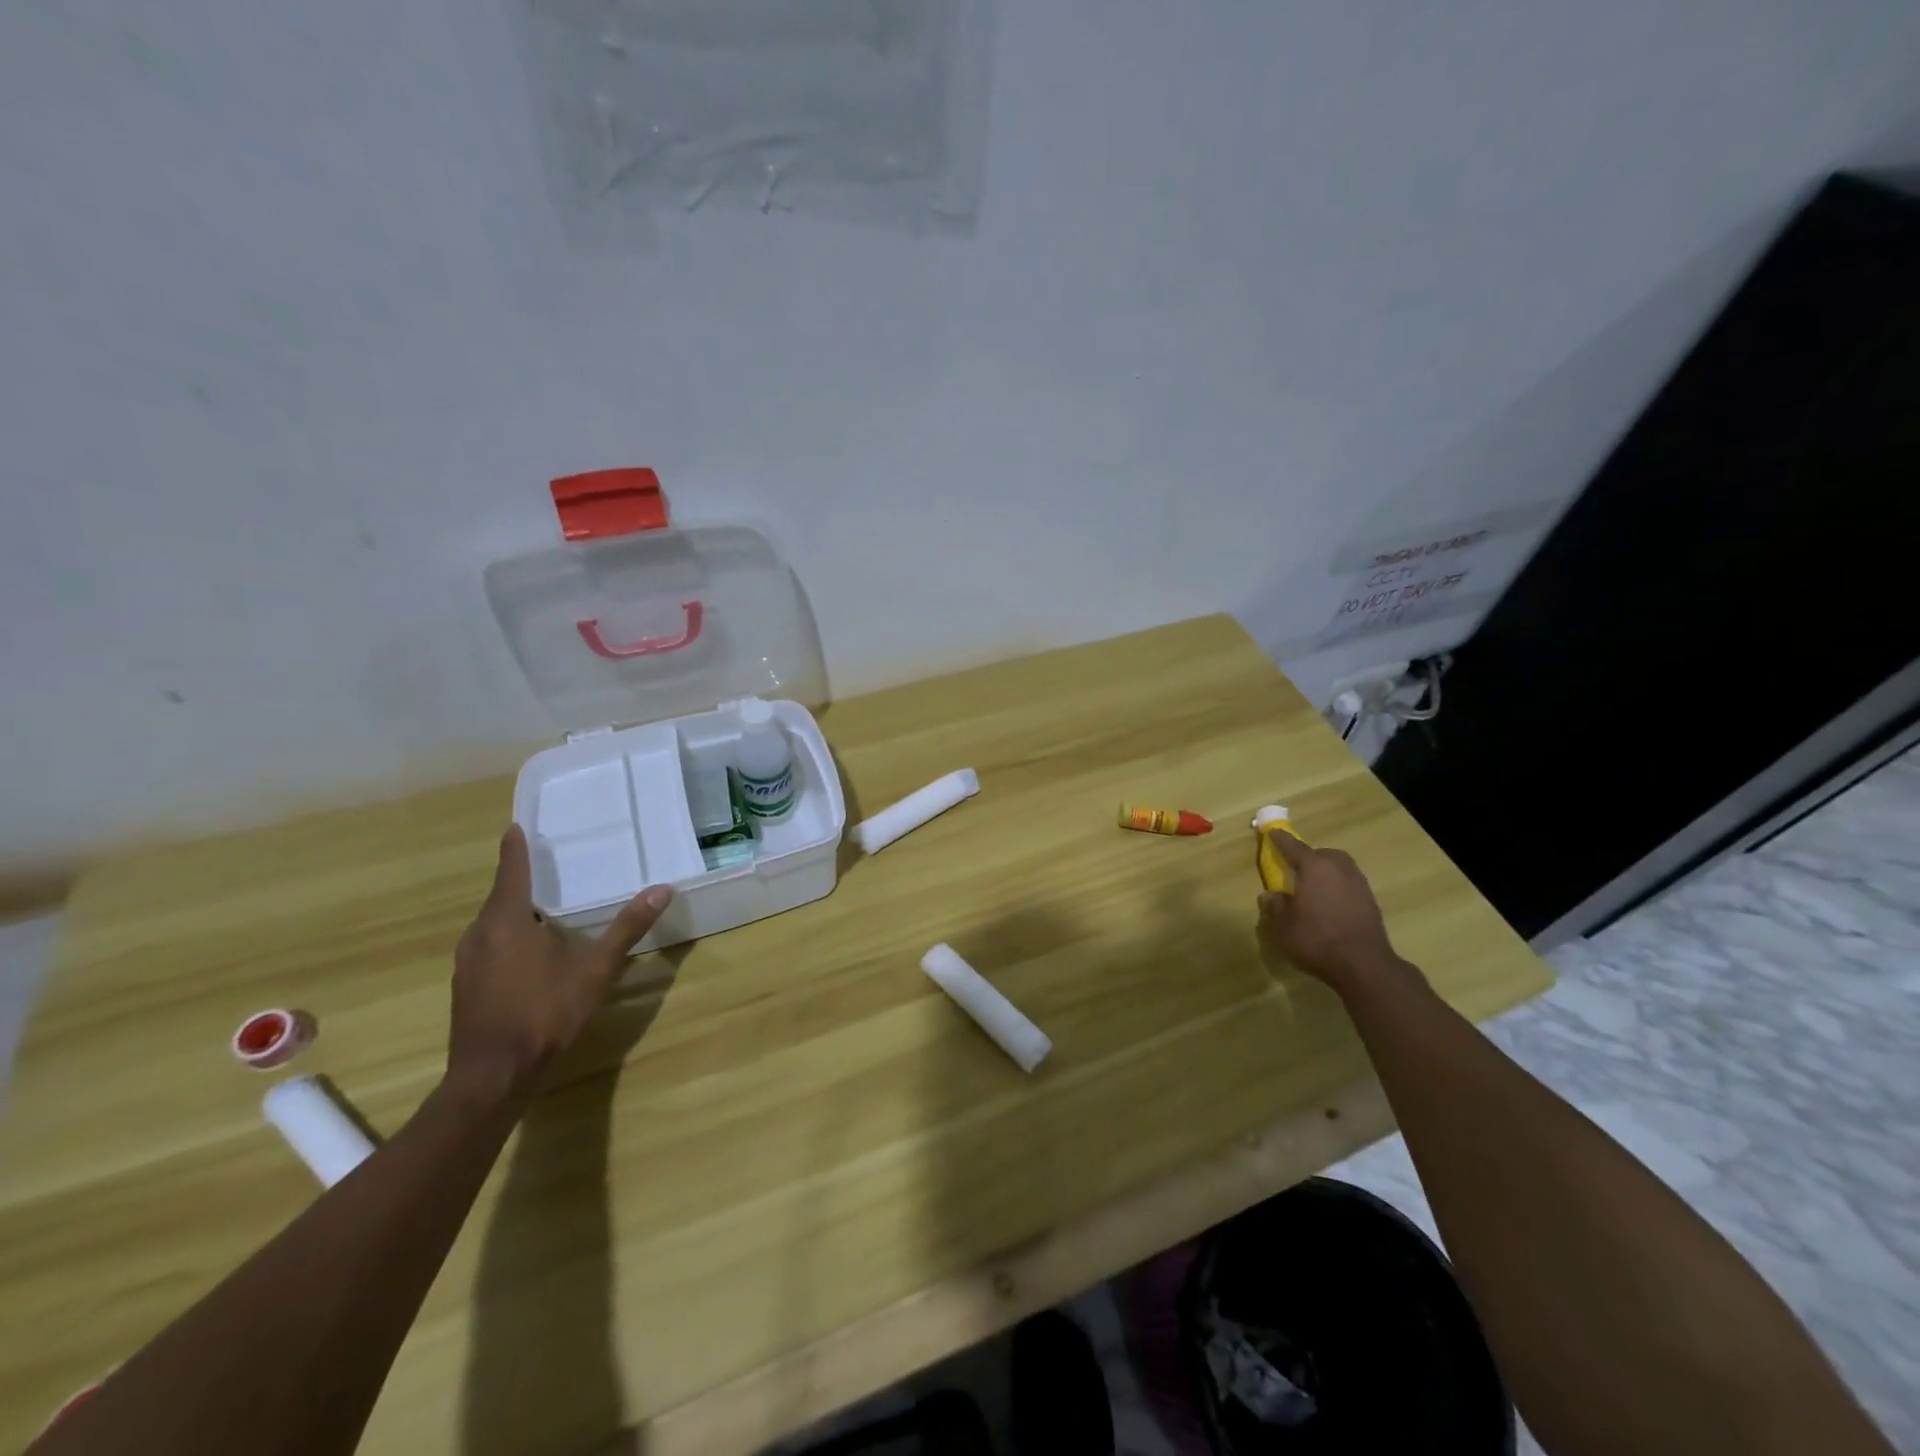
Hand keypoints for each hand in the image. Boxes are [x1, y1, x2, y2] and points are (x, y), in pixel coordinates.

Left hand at [447, 825, 673, 1101]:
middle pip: (501, 898)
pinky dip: (508, 937)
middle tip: (546, 865)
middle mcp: (479, 935)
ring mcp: (468, 964)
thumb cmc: (545, 1013)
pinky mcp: (466, 988)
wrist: (494, 1077)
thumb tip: (662, 889)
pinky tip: (530, 952)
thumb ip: (627, 927)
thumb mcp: (596, 968)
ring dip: (515, 912)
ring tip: (543, 906)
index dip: (515, 848)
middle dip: (520, 881)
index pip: (511, 872)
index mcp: (506, 921)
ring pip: (493, 925)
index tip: (516, 826)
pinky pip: (489, 947)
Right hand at [1257, 831, 1409, 993]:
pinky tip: (1330, 905)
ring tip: (1314, 888)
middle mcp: (1339, 869)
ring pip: (1339, 868)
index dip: (1280, 840)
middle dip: (1309, 857)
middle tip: (1296, 869)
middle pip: (1322, 854)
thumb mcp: (1283, 926)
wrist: (1364, 965)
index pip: (1293, 847)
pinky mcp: (1371, 902)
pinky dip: (1337, 888)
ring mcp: (1359, 884)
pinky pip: (1348, 885)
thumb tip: (1270, 895)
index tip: (1272, 833)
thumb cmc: (1316, 939)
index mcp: (1315, 867)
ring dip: (1326, 873)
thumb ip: (1275, 906)